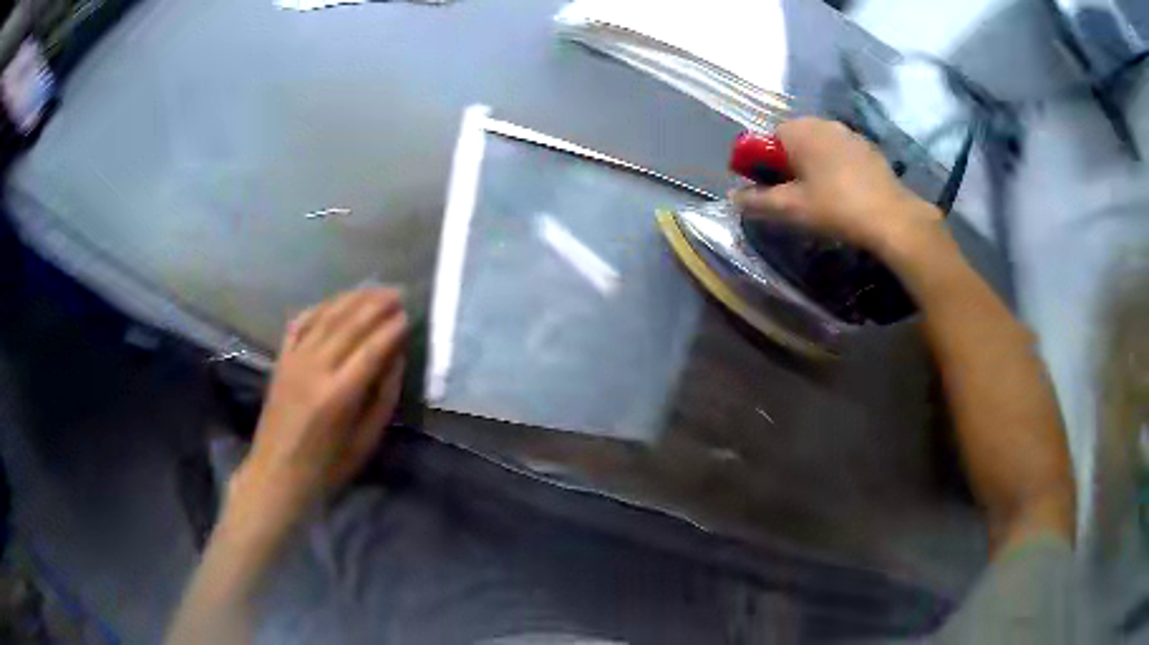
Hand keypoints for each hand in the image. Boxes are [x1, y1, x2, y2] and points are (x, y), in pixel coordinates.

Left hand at [234, 287, 407, 523]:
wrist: (277, 473)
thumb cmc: (328, 466)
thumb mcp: (366, 441)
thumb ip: (383, 398)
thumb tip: (396, 359)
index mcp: (339, 395)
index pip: (371, 349)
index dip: (392, 329)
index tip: (409, 316)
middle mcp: (315, 369)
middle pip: (349, 325)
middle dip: (377, 305)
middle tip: (399, 292)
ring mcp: (294, 360)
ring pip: (326, 317)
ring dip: (352, 298)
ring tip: (375, 289)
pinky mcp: (281, 359)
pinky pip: (300, 323)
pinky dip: (320, 308)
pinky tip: (335, 302)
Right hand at [730, 118, 942, 256]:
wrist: (891, 218)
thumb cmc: (835, 207)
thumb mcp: (790, 208)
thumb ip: (757, 200)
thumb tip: (732, 197)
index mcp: (799, 130)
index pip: (767, 138)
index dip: (764, 163)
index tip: (771, 188)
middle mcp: (822, 122)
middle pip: (793, 139)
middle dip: (789, 162)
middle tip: (795, 194)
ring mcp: (849, 132)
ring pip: (819, 145)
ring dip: (813, 164)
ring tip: (821, 195)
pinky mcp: (869, 147)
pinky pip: (841, 152)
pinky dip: (836, 166)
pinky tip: (844, 192)